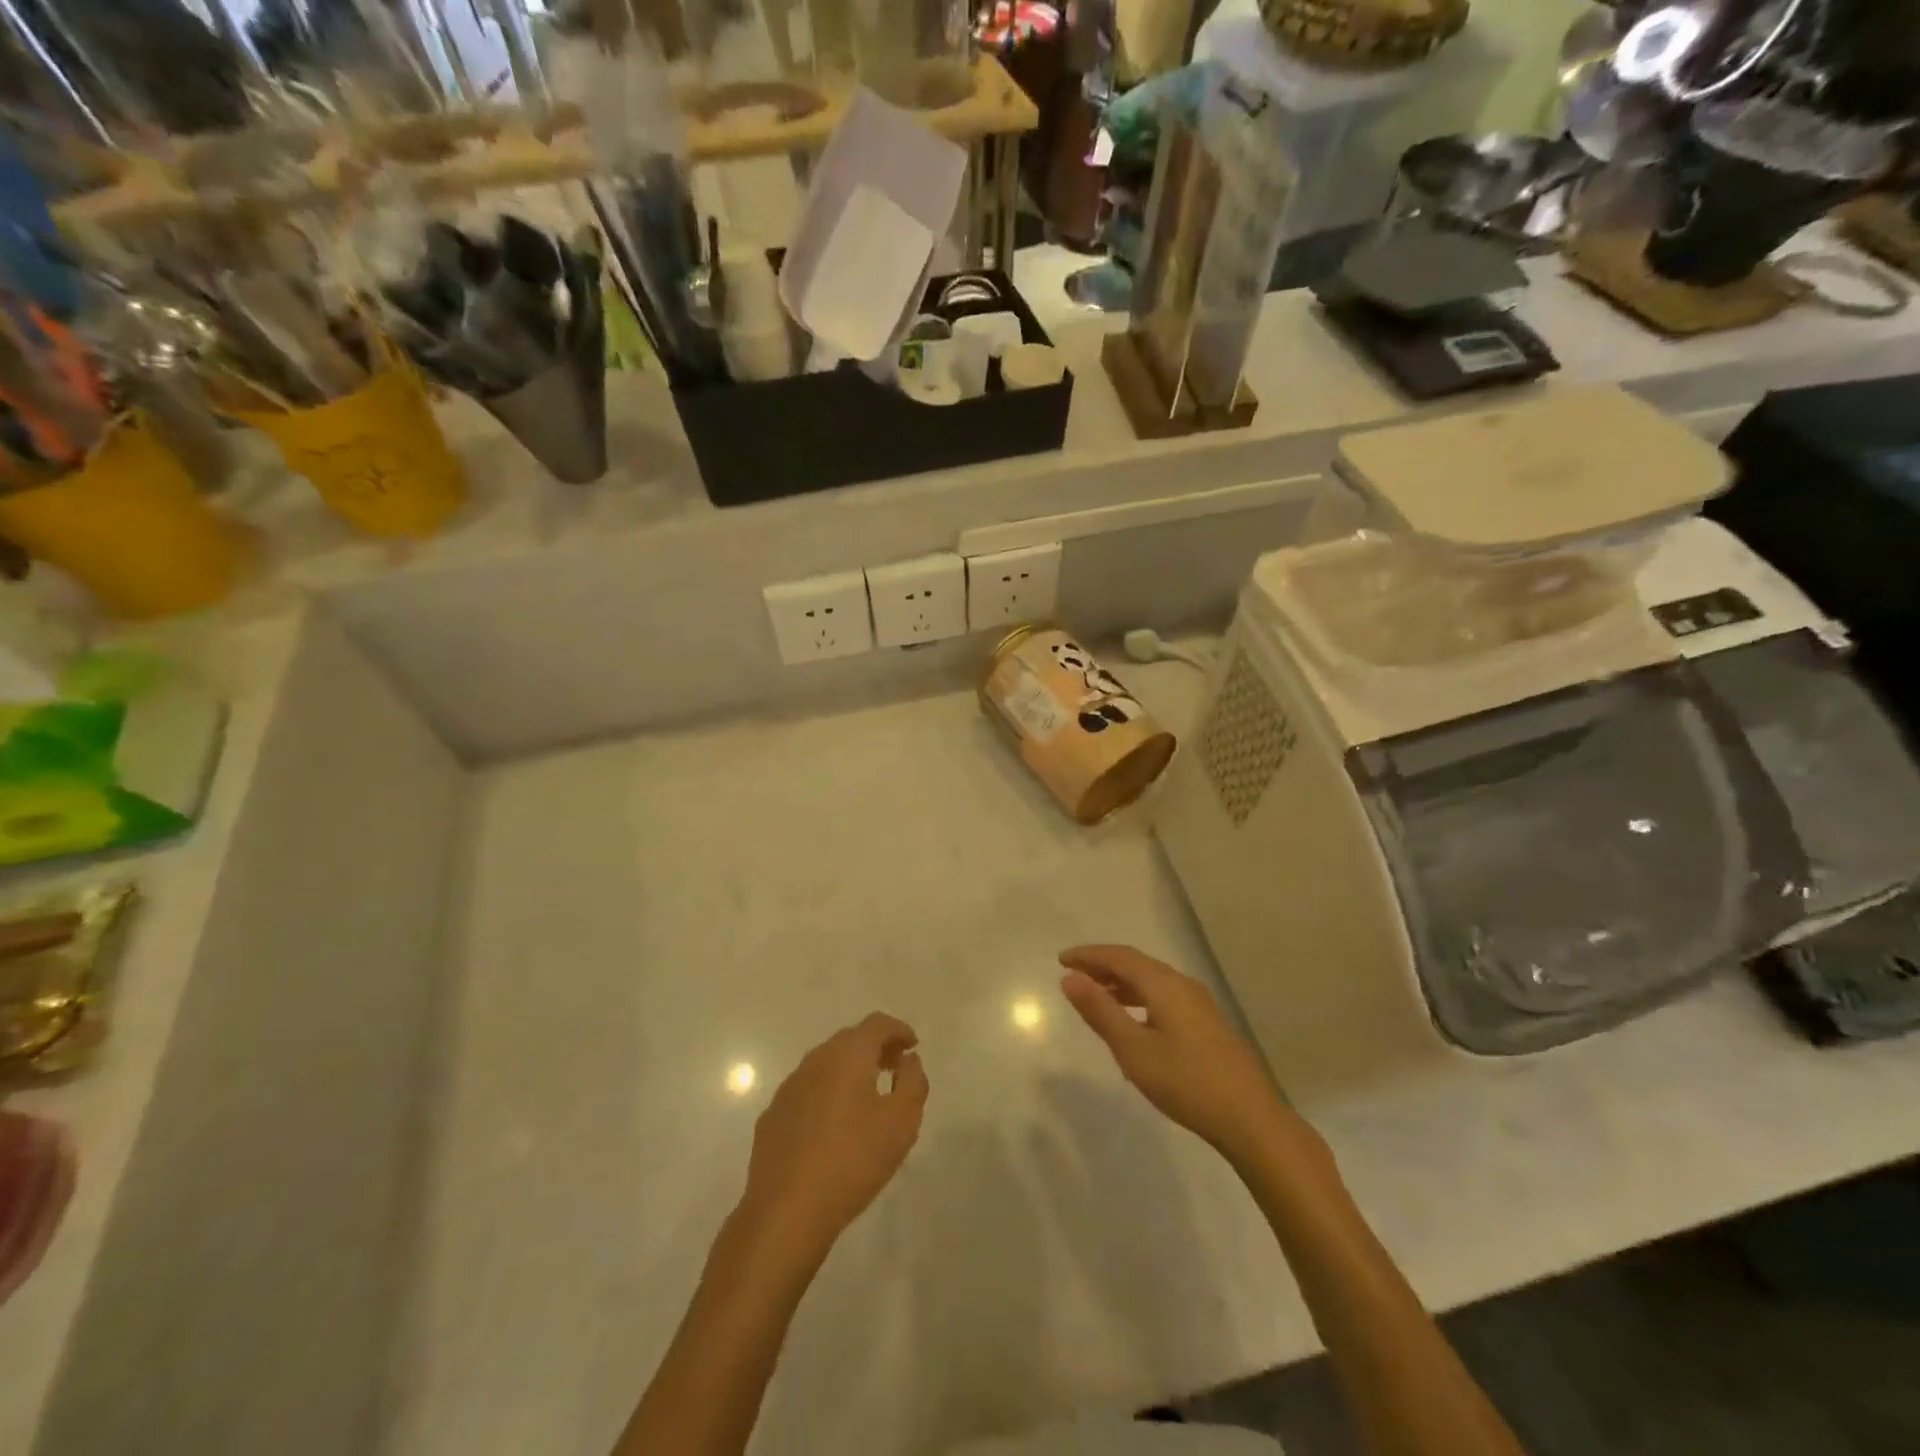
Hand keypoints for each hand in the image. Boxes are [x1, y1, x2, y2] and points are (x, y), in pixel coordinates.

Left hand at [739, 1013, 928, 1261]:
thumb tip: (908, 1060)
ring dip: (849, 1070)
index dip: (898, 1030)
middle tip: (894, 1068)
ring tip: (867, 1096)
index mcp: (847, 1055)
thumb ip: (913, 1082)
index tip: (913, 1046)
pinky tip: (834, 1125)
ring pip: (825, 1064)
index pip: (877, 1024)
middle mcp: (815, 1061)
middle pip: (850, 1039)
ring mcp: (789, 1088)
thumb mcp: (902, 1122)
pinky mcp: (772, 1116)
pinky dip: (827, 1093)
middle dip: (875, 1047)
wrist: (787, 1211)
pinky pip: (807, 1090)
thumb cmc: (853, 1160)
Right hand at [1059, 945, 1291, 1161]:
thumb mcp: (1132, 1049)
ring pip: (1152, 980)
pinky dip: (1140, 996)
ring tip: (1097, 995)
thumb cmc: (1185, 1082)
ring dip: (1122, 982)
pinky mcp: (1207, 1023)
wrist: (1250, 1119)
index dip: (1089, 955)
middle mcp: (1183, 984)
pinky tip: (1133, 1019)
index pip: (1119, 956)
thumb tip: (1070, 978)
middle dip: (1103, 965)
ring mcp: (1199, 1004)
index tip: (1061, 960)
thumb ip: (1100, 1010)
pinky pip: (1164, 995)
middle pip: (1137, 963)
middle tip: (1074, 974)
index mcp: (1164, 984)